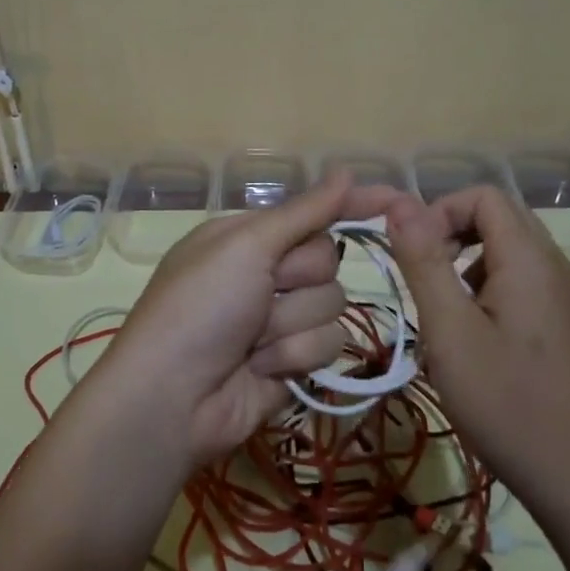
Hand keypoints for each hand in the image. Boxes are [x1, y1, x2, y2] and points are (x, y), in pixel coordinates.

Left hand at [96, 173, 398, 465]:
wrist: (173, 398)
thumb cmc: (201, 306)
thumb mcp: (244, 246)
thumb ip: (303, 213)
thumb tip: (346, 172)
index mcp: (249, 237)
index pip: (313, 213)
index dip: (351, 205)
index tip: (396, 199)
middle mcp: (266, 273)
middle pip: (327, 260)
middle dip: (298, 279)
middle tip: (263, 292)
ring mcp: (280, 319)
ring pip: (331, 305)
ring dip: (291, 324)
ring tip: (252, 341)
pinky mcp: (293, 362)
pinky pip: (327, 345)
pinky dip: (293, 356)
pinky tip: (261, 368)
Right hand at [385, 186, 569, 529]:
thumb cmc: (505, 402)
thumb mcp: (449, 330)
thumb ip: (423, 261)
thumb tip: (399, 203)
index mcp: (530, 260)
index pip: (484, 196)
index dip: (440, 211)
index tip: (413, 255)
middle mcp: (556, 268)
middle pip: (500, 218)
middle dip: (453, 236)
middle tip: (425, 281)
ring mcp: (568, 298)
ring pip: (511, 252)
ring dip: (469, 264)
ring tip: (446, 315)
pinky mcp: (569, 326)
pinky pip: (524, 282)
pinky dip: (490, 290)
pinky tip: (476, 339)